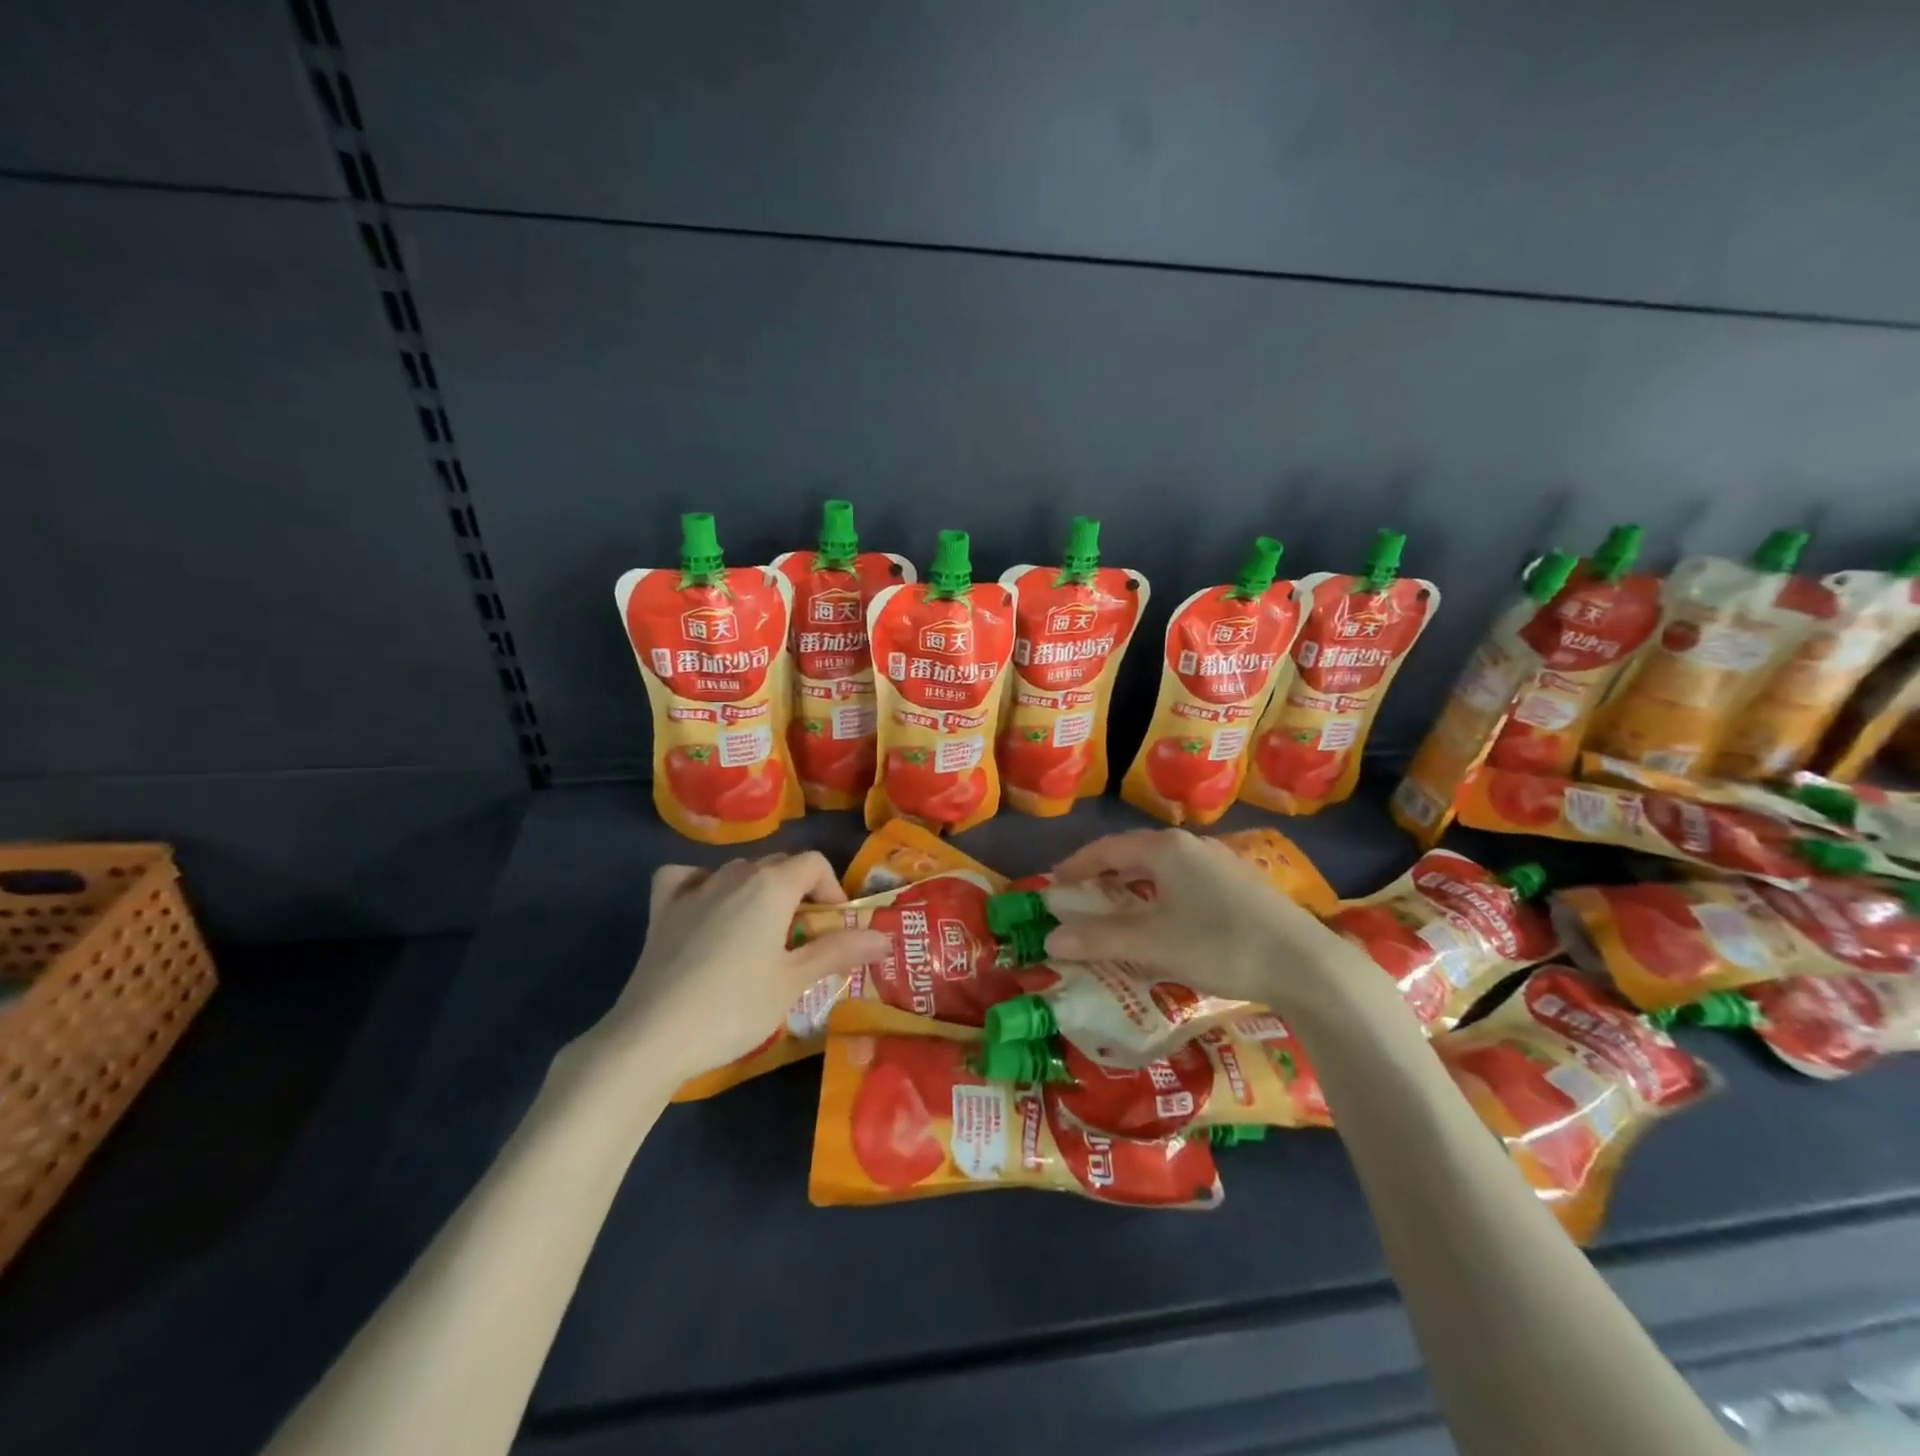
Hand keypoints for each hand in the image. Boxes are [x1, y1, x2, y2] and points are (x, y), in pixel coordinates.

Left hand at [586, 852, 890, 1086]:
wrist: (653, 1036)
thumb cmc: (734, 1007)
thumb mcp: (794, 981)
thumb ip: (839, 951)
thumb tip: (885, 936)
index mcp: (771, 885)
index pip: (814, 863)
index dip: (832, 889)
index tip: (834, 927)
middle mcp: (734, 874)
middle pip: (778, 865)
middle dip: (799, 892)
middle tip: (804, 938)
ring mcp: (694, 888)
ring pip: (738, 871)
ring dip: (758, 890)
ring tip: (762, 933)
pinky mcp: (662, 909)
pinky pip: (687, 878)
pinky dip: (702, 884)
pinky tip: (706, 908)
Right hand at [1041, 829, 1373, 1017]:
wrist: (1307, 965)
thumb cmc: (1221, 944)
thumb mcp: (1153, 943)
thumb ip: (1099, 938)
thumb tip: (1050, 939)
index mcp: (1166, 849)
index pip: (1107, 848)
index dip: (1076, 866)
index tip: (1054, 886)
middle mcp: (1192, 846)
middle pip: (1135, 854)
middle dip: (1104, 876)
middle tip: (1080, 899)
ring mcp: (1220, 864)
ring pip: (1163, 869)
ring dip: (1134, 888)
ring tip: (1117, 910)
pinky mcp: (1241, 886)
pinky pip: (1185, 883)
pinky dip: (1161, 897)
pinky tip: (1165, 921)